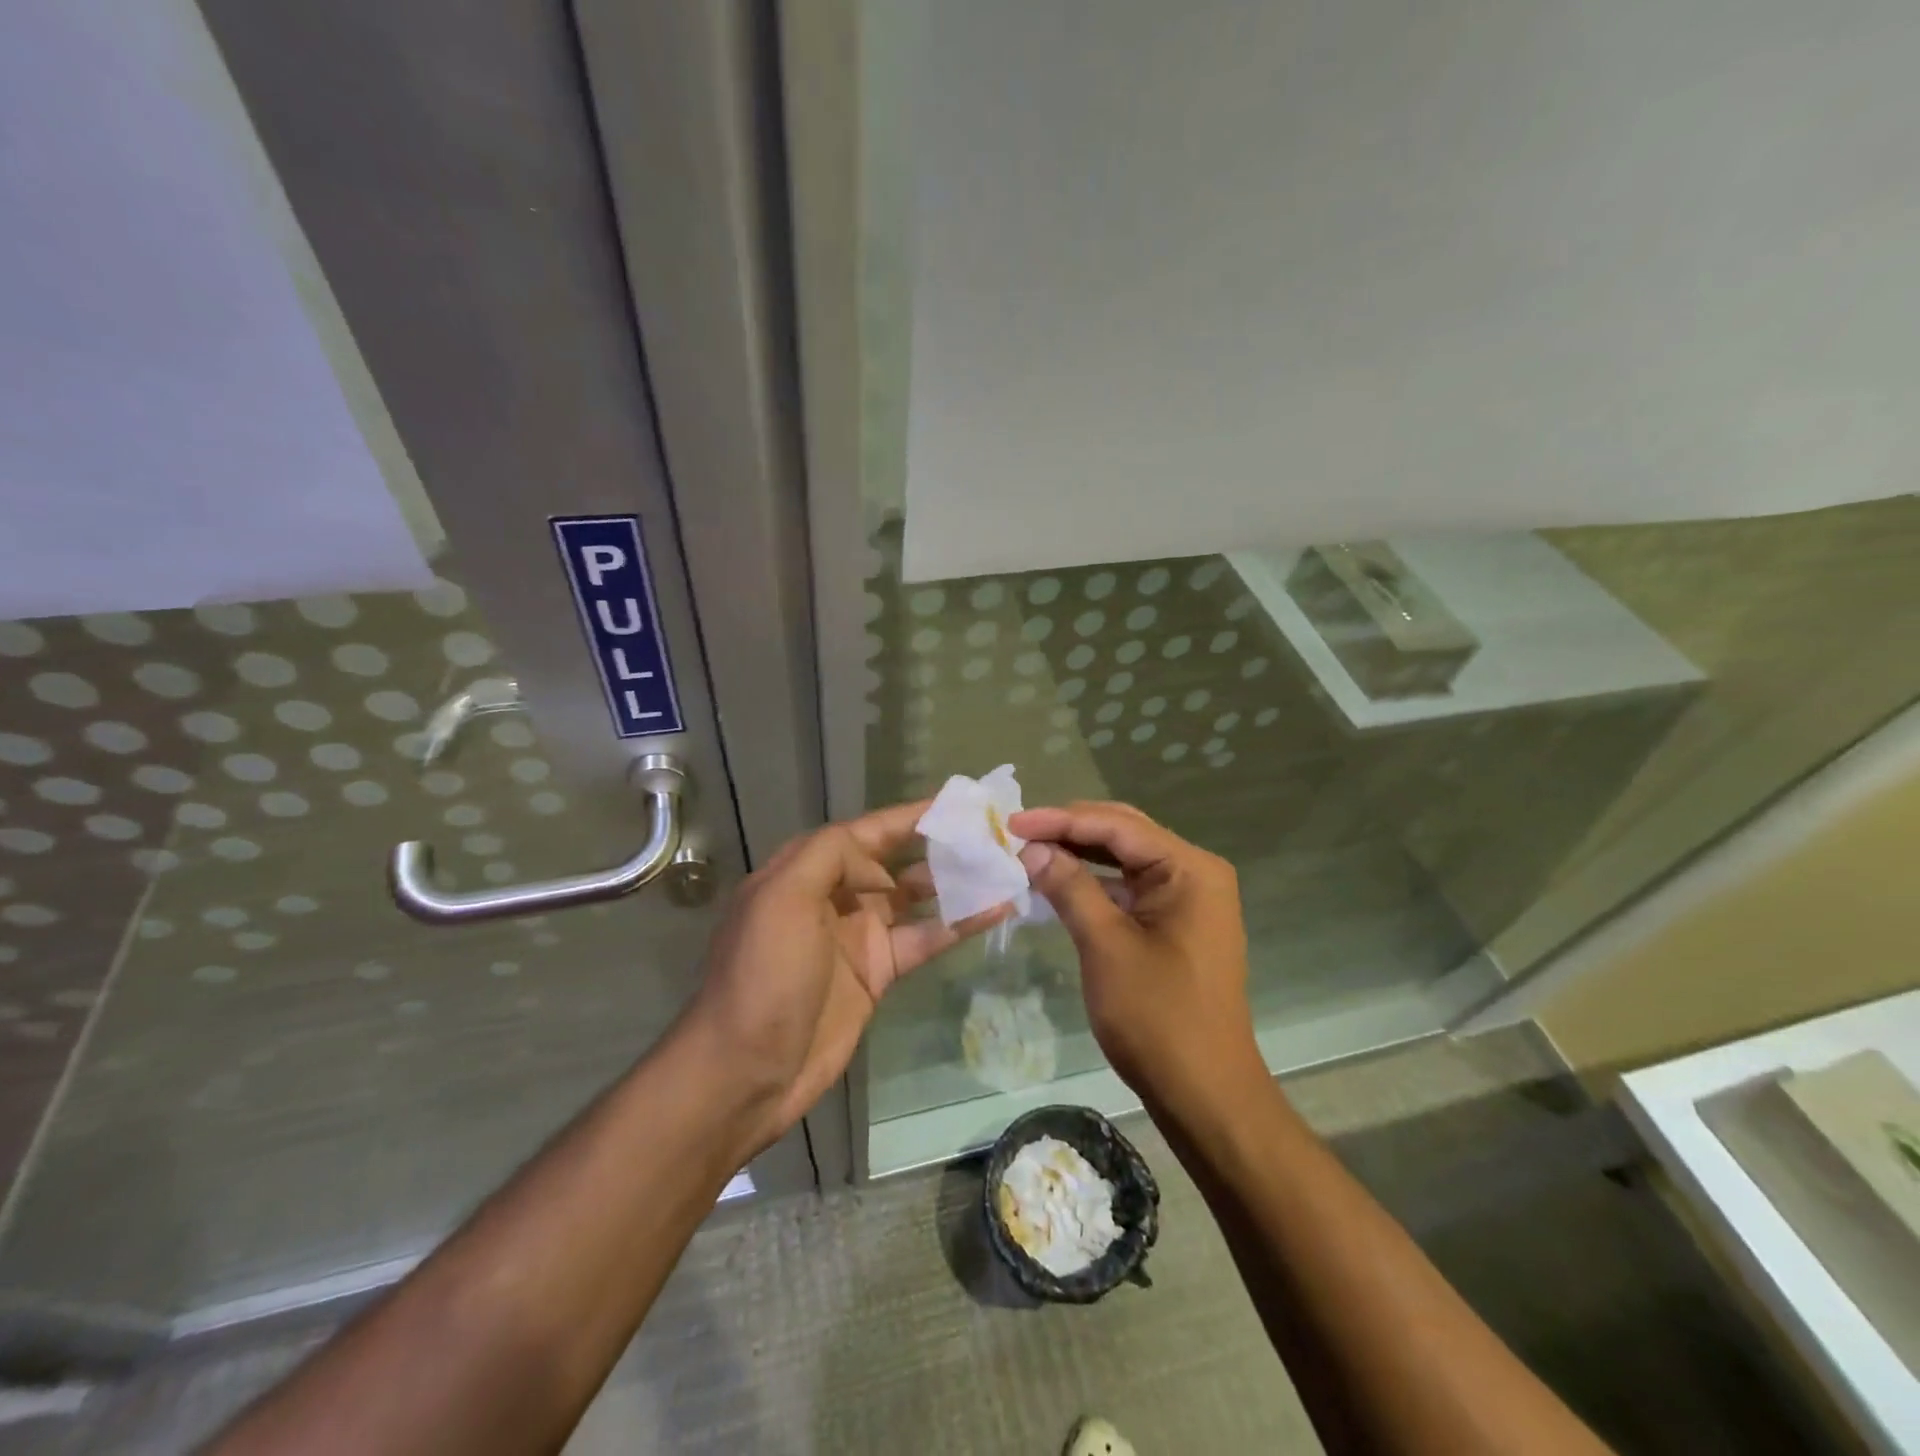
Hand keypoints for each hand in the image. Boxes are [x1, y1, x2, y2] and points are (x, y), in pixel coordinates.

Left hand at [684, 801, 1010, 1153]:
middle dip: (938, 845)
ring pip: (915, 898)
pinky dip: (958, 925)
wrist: (747, 1069)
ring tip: (1002, 866)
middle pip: (895, 860)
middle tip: (990, 835)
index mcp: (805, 871)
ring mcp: (858, 935)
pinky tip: (995, 910)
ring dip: (954, 882)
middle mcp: (834, 896)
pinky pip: (924, 939)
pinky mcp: (878, 972)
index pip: (866, 832)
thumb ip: (831, 855)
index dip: (909, 817)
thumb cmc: (764, 974)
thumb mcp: (782, 897)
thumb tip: (881, 865)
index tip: (957, 806)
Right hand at [1010, 802, 1261, 1113]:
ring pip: (1124, 859)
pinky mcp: (1175, 924)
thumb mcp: (1106, 946)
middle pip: (1123, 834)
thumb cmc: (1158, 1017)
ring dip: (1079, 853)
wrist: (1204, 1094)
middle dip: (1069, 830)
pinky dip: (1094, 883)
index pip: (1117, 826)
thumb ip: (1070, 887)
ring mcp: (1188, 899)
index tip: (1011, 821)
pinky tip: (1058, 881)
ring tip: (1030, 849)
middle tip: (1017, 831)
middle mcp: (1194, 873)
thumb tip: (1032, 847)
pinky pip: (1129, 888)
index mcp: (1190, 869)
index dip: (1060, 820)